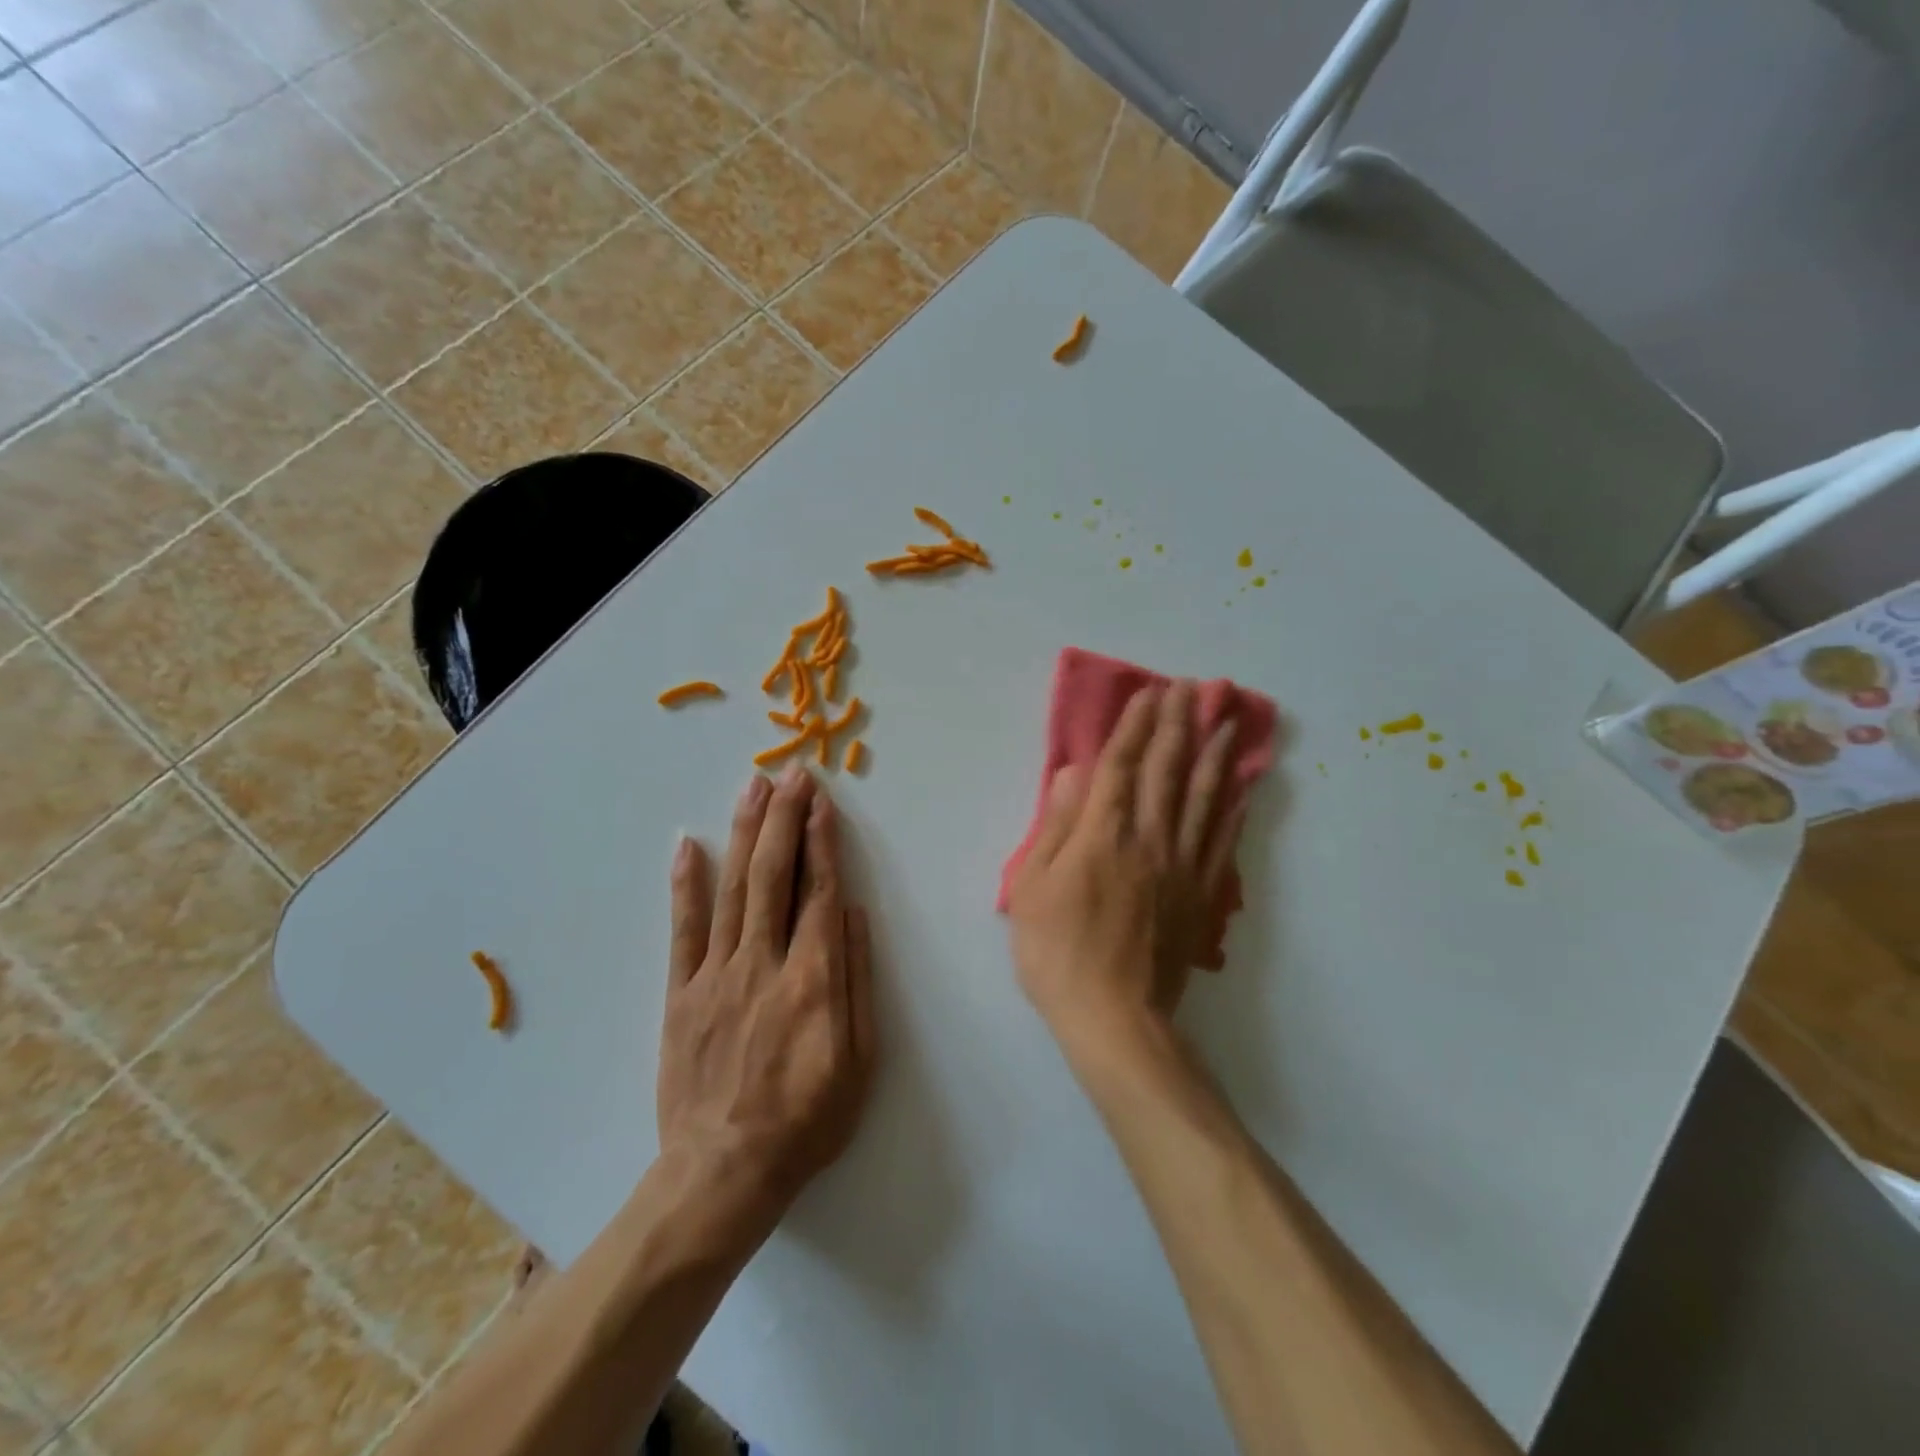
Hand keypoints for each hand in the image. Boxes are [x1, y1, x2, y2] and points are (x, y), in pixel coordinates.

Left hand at [658, 766, 876, 1221]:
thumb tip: (854, 914)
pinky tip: (690, 844)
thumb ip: (858, 980)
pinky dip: (686, 884)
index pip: (820, 891)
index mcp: (814, 978)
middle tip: (791, 774)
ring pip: (733, 889)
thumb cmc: (807, 1120)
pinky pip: (683, 930)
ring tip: (753, 787)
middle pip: (774, 876)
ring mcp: (717, 975)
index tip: (822, 801)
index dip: (822, 841)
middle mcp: (765, 962)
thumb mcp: (861, 1060)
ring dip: (745, 833)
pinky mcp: (682, 994)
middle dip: (785, 819)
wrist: (724, 1172)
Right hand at [1007, 681, 1248, 1053]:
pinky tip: (1240, 788)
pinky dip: (1232, 809)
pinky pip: (1221, 841)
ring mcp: (1181, 867)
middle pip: (1167, 771)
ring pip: (1201, 798)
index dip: (1135, 727)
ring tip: (1226, 721)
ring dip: (1213, 755)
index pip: (1122, 767)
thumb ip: (1057, 827)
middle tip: (1192, 688)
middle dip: (1178, 725)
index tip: (1150, 693)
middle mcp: (1149, 840)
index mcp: (1104, 835)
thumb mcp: (1033, 888)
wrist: (1115, 1018)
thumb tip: (1074, 773)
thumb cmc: (1058, 953)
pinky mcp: (1200, 895)